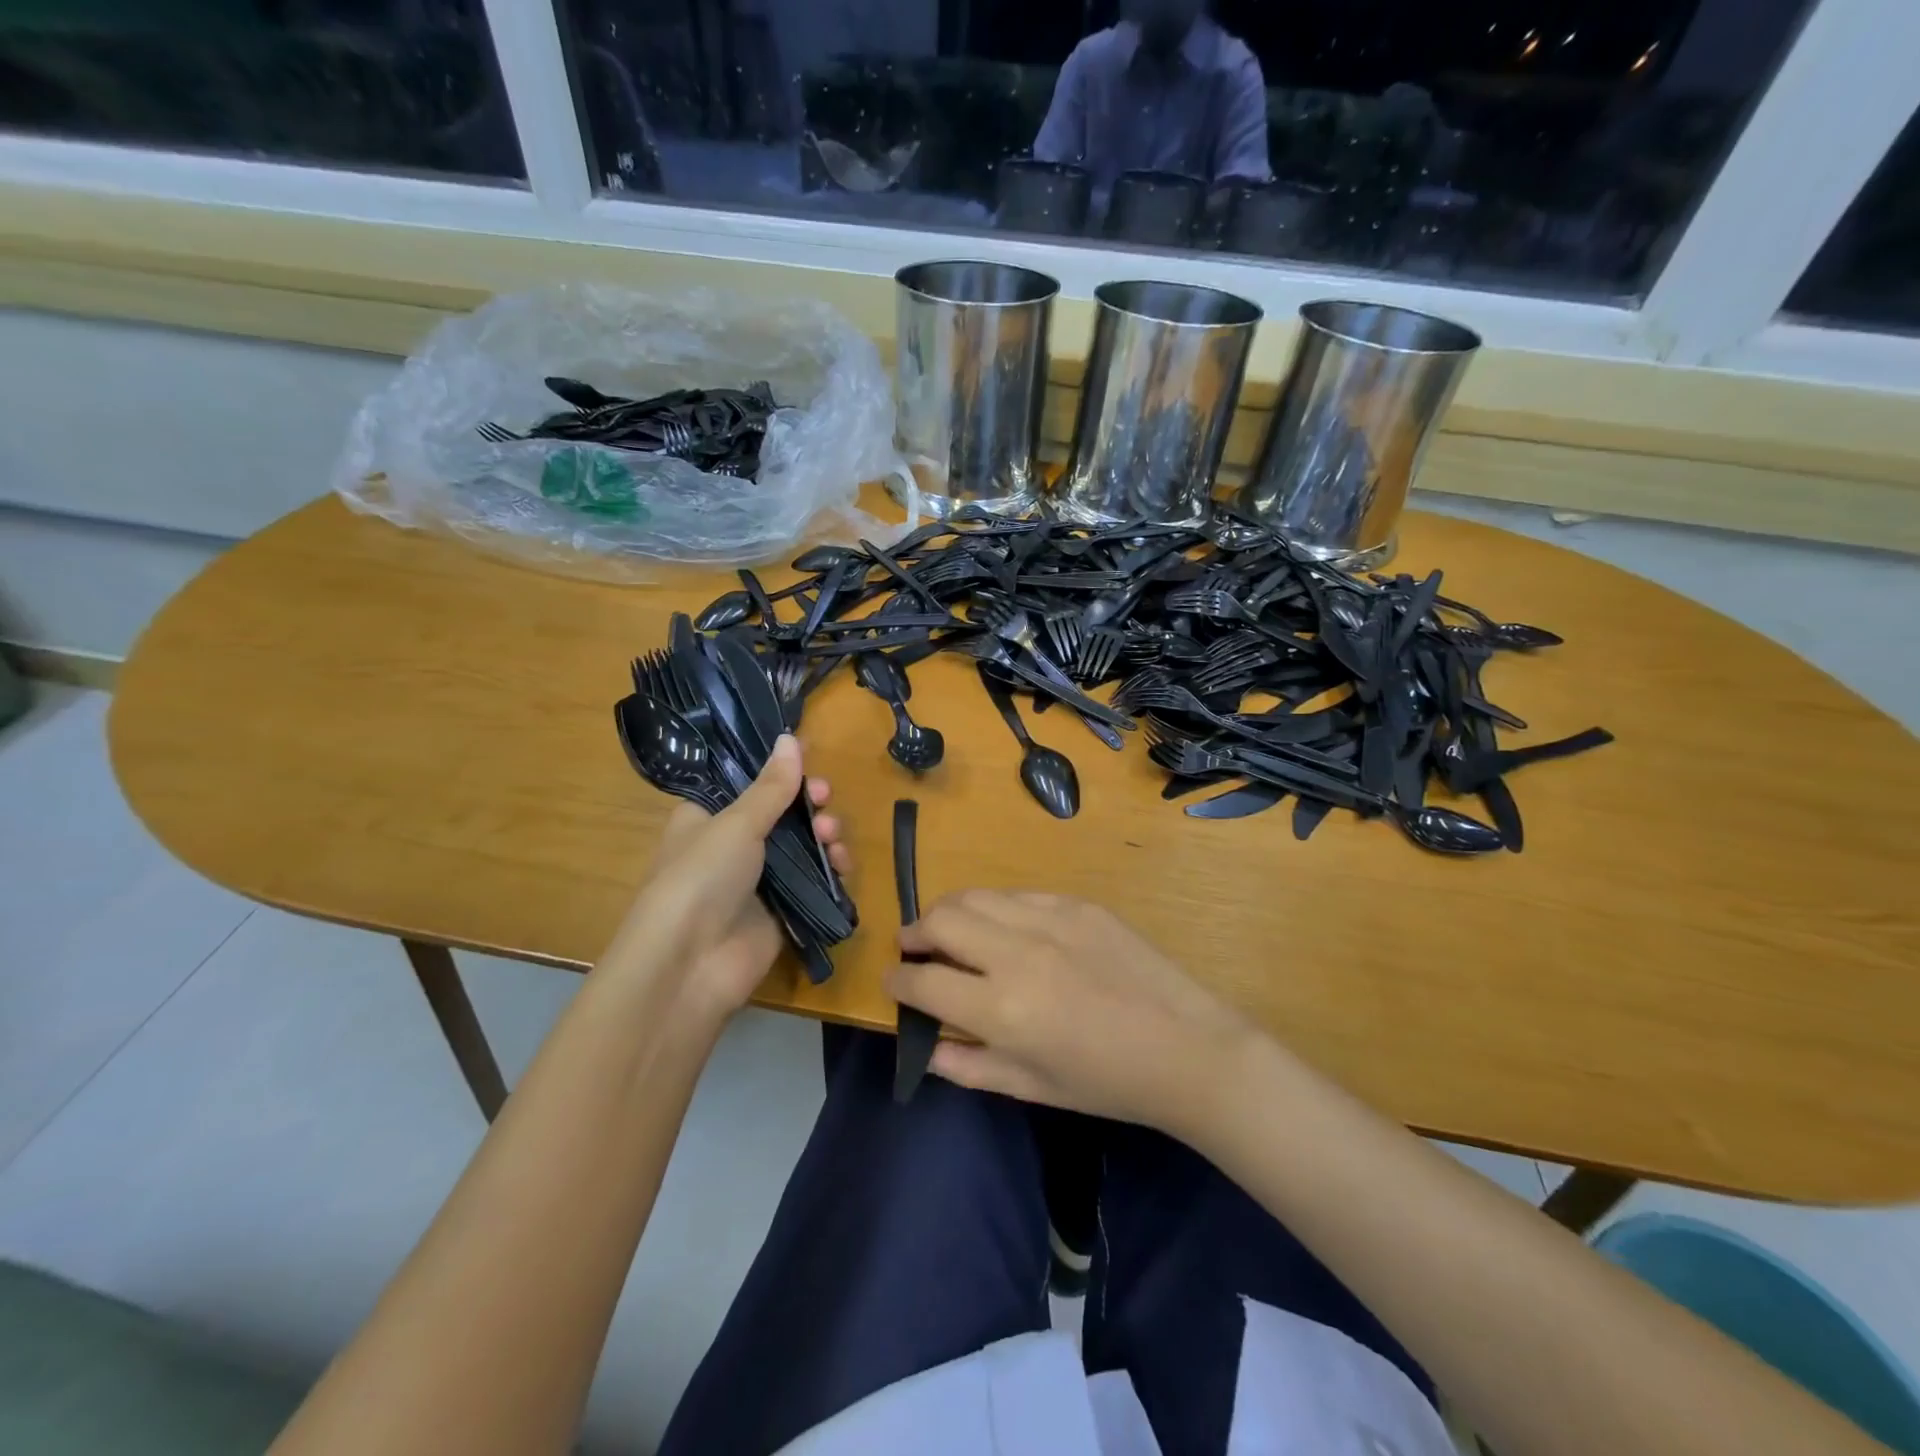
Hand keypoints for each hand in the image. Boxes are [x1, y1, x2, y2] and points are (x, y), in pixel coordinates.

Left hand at [601, 735, 849, 1032]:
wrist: (691, 965)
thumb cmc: (701, 877)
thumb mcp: (737, 823)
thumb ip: (772, 786)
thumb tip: (792, 738)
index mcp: (708, 817)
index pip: (749, 783)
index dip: (779, 770)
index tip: (808, 757)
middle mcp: (733, 844)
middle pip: (782, 812)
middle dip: (808, 801)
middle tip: (824, 795)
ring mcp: (759, 879)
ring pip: (803, 844)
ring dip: (823, 832)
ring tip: (830, 834)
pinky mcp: (782, 909)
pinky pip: (814, 880)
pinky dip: (831, 868)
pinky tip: (841, 863)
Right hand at [889, 891, 1254, 1133]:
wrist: (1186, 1048)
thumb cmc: (1106, 1082)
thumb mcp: (1030, 1087)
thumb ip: (967, 1065)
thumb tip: (924, 1043)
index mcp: (1002, 1008)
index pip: (923, 980)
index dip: (897, 982)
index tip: (894, 983)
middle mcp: (1018, 952)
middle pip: (939, 919)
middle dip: (914, 933)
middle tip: (915, 950)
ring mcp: (1050, 919)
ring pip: (975, 896)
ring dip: (950, 912)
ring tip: (951, 932)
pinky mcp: (1077, 904)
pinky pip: (1018, 895)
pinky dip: (997, 909)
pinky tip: (1006, 930)